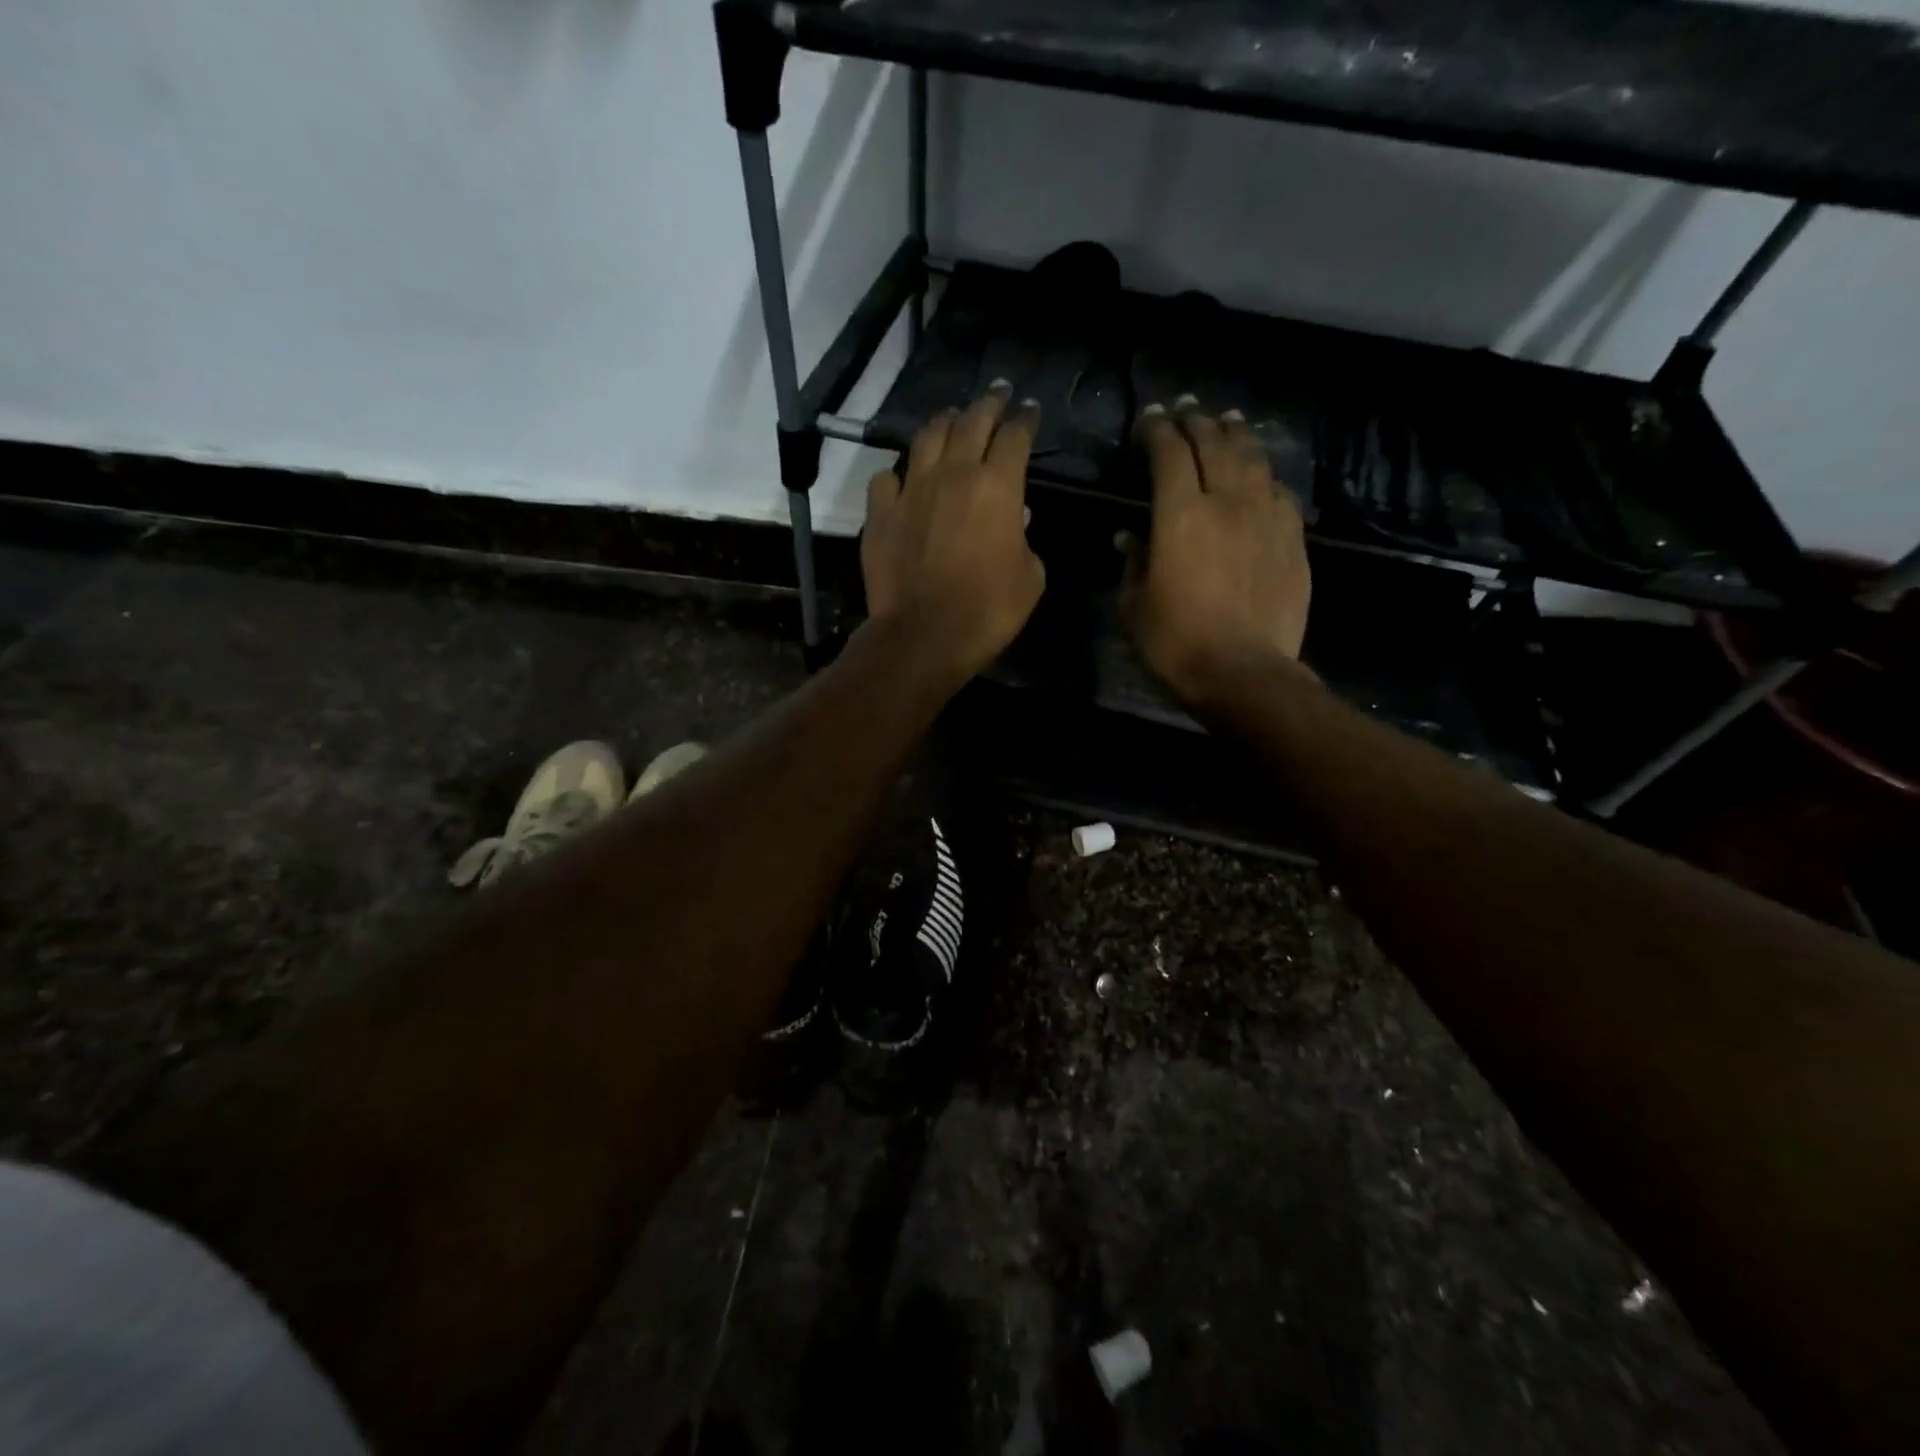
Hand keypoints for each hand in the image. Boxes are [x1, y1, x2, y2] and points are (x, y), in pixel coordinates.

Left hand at [862, 384, 1045, 680]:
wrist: (925, 634)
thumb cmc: (989, 609)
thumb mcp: (1030, 577)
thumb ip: (1025, 541)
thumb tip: (1015, 520)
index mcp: (998, 486)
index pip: (1015, 437)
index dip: (1025, 419)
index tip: (1030, 409)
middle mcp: (953, 475)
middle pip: (972, 423)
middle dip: (988, 404)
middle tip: (997, 393)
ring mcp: (911, 490)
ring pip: (926, 438)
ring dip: (943, 423)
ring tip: (951, 418)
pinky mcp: (880, 513)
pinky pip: (887, 479)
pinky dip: (899, 474)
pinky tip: (903, 479)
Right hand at [1121, 398, 1311, 706]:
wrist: (1244, 673)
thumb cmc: (1175, 643)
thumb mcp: (1134, 606)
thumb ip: (1133, 562)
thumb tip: (1130, 536)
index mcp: (1180, 515)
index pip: (1169, 452)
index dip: (1157, 430)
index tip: (1148, 421)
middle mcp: (1226, 502)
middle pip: (1213, 444)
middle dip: (1196, 421)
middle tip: (1185, 410)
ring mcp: (1266, 517)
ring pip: (1252, 459)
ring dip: (1236, 435)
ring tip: (1228, 421)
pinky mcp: (1293, 539)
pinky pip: (1279, 492)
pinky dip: (1264, 476)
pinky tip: (1260, 477)